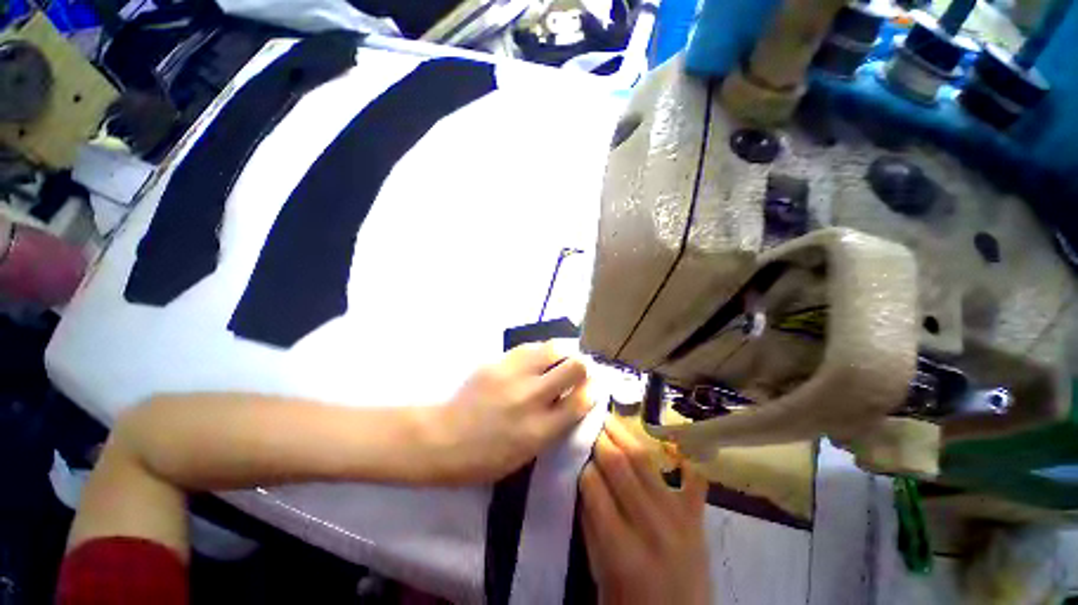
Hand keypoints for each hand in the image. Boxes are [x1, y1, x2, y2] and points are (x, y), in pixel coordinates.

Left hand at [429, 342, 593, 482]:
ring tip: (559, 358)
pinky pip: (529, 347)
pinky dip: (540, 351)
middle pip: (573, 367)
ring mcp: (513, 376)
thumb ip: (553, 428)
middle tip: (578, 369)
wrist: (441, 439)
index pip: (581, 401)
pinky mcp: (498, 362)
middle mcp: (531, 398)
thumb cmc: (484, 458)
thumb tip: (573, 401)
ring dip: (563, 352)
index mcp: (540, 430)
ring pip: (553, 348)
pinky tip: (538, 356)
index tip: (593, 386)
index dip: (593, 390)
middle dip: (583, 366)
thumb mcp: (526, 455)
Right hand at [580, 419, 710, 604]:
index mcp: (621, 549)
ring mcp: (680, 519)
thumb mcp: (600, 574)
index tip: (576, 445)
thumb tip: (583, 479)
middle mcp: (651, 526)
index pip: (594, 486)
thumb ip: (591, 525)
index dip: (583, 461)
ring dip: (626, 434)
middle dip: (601, 437)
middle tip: (590, 418)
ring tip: (611, 416)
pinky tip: (671, 437)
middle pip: (620, 465)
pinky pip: (693, 478)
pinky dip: (682, 457)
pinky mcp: (697, 517)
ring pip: (647, 462)